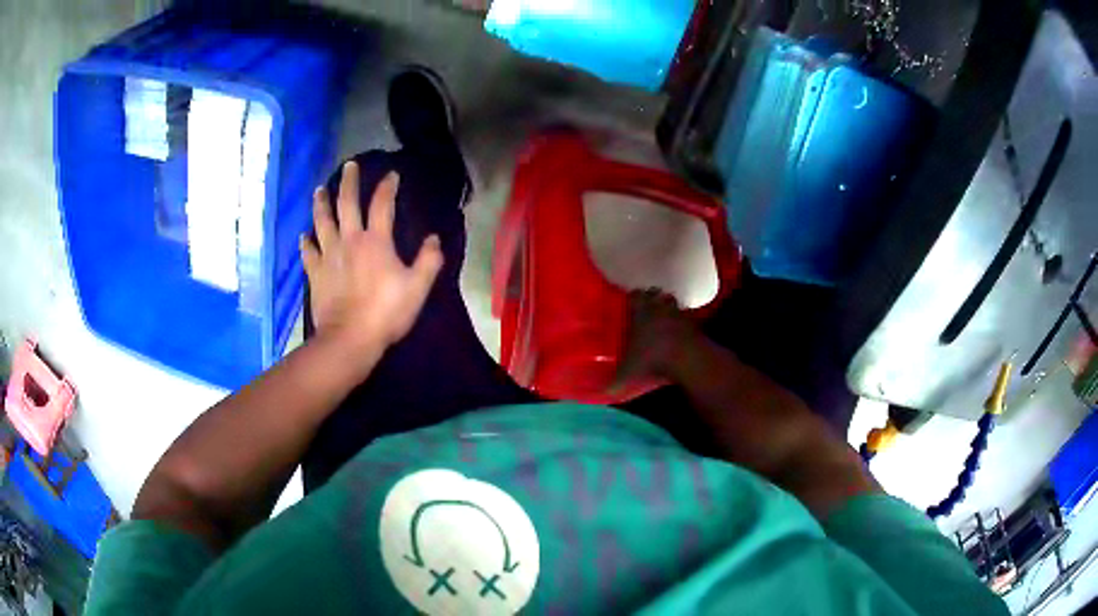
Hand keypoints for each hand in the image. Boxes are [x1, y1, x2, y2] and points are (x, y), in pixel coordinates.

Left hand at [301, 162, 443, 353]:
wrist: (349, 338)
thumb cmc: (386, 312)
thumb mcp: (417, 288)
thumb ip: (429, 261)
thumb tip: (433, 239)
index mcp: (376, 241)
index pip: (382, 204)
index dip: (388, 186)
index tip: (391, 174)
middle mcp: (350, 240)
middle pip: (346, 203)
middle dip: (348, 181)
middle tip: (349, 165)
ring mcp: (329, 256)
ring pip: (322, 222)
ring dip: (321, 204)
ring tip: (319, 190)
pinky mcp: (316, 273)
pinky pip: (308, 252)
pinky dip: (306, 242)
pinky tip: (304, 235)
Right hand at [614, 289, 701, 387]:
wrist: (687, 358)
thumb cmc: (652, 358)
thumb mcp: (630, 372)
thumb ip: (616, 381)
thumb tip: (604, 393)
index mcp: (641, 312)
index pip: (635, 296)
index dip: (632, 297)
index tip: (629, 301)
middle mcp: (659, 308)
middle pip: (655, 293)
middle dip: (652, 298)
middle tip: (647, 306)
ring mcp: (678, 314)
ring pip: (672, 301)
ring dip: (668, 306)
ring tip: (664, 316)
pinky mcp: (693, 323)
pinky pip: (686, 316)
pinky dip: (683, 320)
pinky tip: (679, 330)